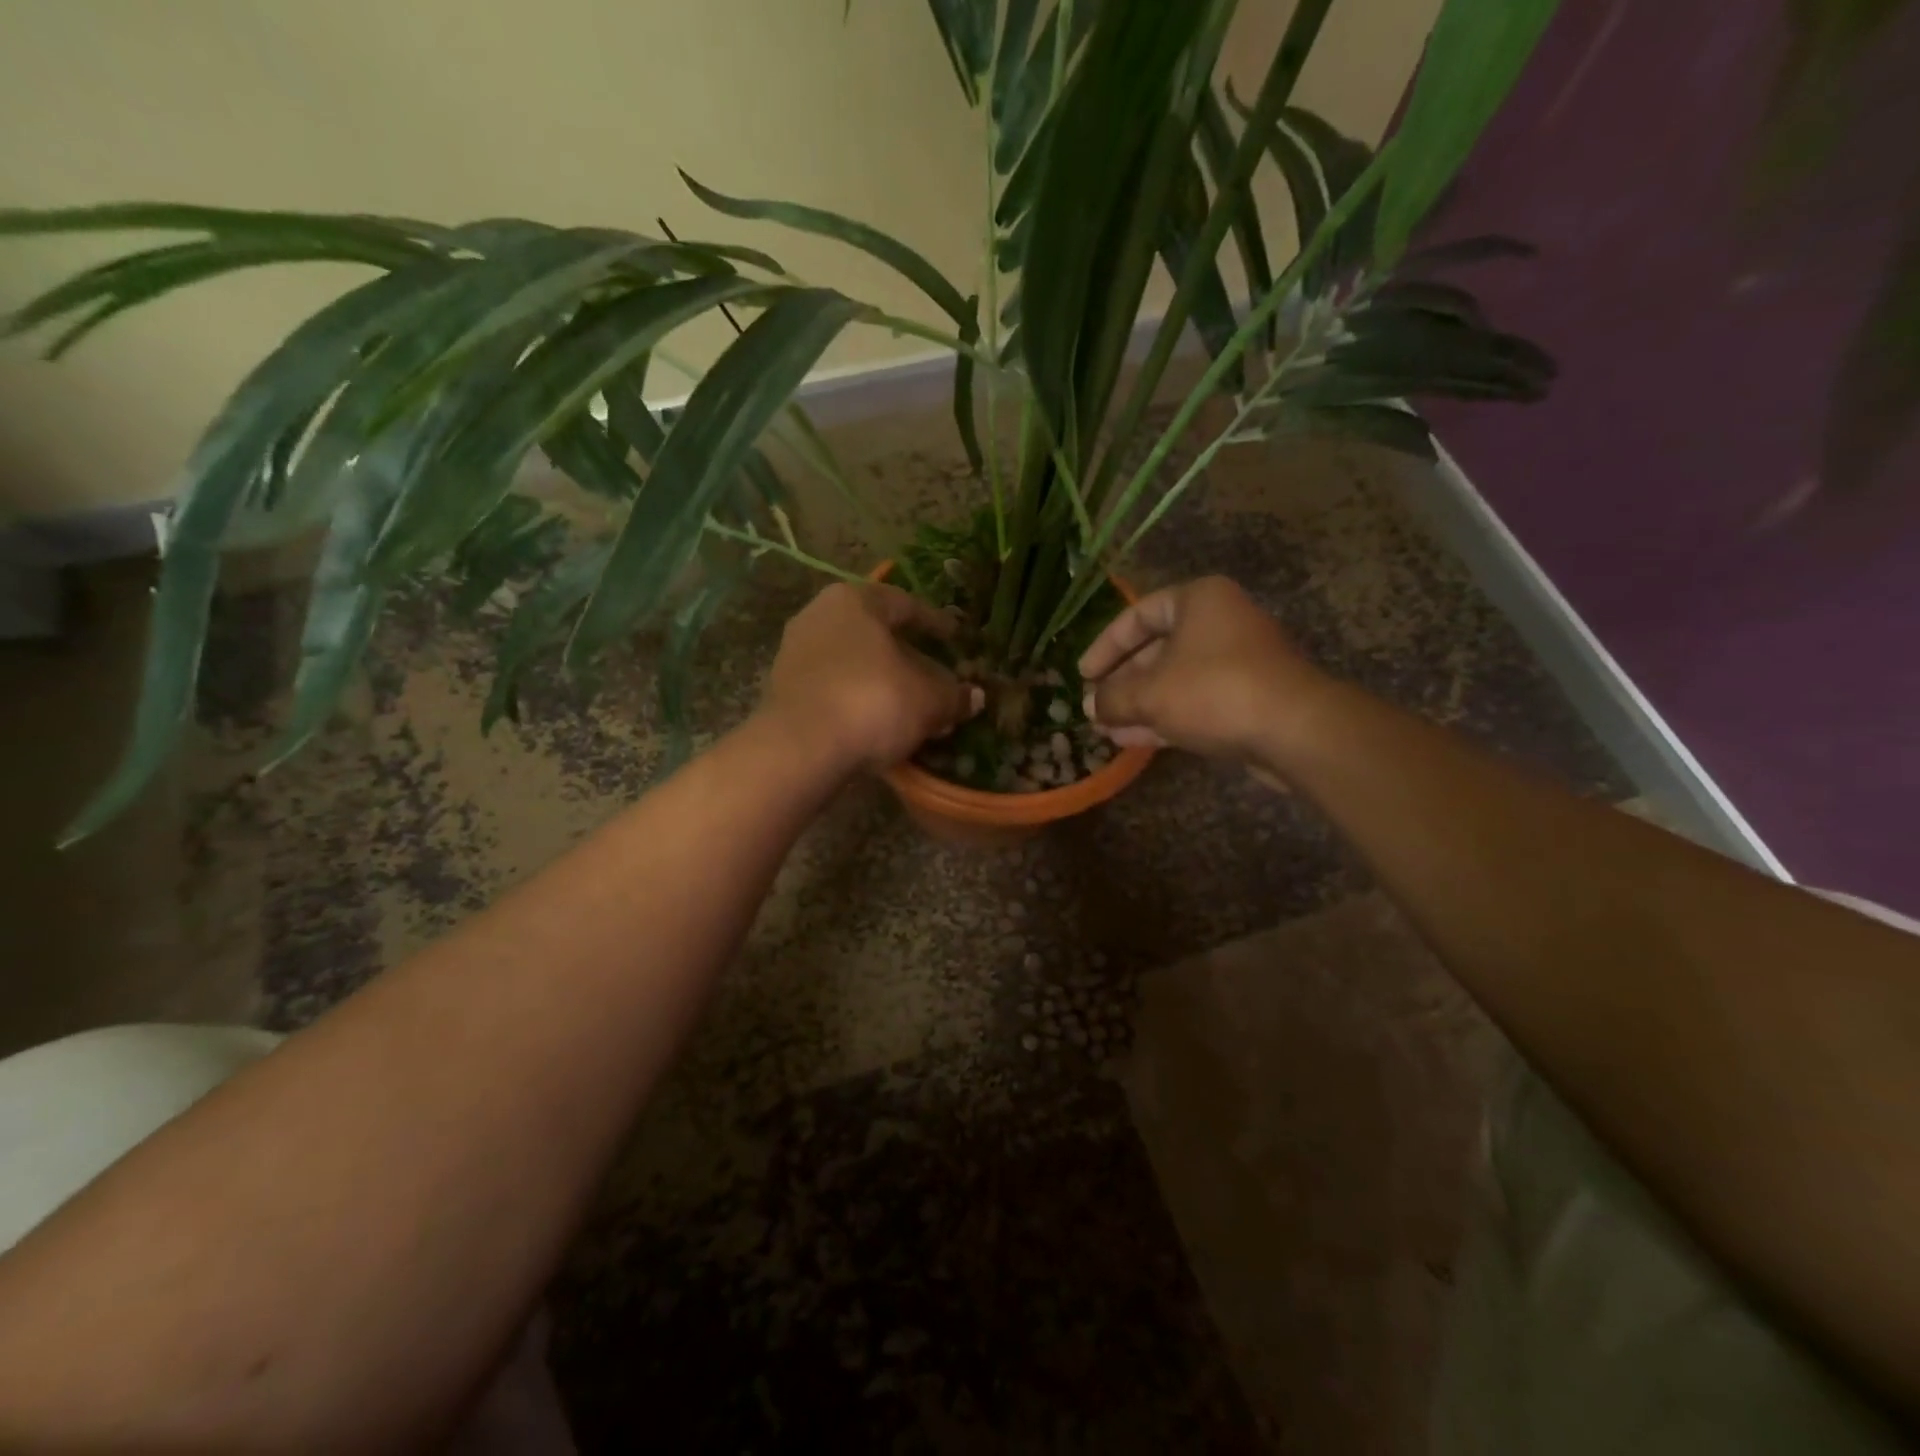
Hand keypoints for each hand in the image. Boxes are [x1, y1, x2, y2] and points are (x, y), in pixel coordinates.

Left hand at [759, 582, 983, 773]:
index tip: (956, 638)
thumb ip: (954, 694)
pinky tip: (877, 723)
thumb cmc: (873, 702)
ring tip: (909, 706)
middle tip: (935, 677)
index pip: (905, 604)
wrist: (801, 748)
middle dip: (907, 657)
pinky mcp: (782, 690)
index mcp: (854, 601)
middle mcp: (819, 616)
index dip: (936, 623)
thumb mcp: (929, 699)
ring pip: (853, 662)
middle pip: (875, 634)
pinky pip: (833, 687)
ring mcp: (795, 653)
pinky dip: (857, 699)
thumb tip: (974, 696)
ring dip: (882, 682)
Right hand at [1078, 576, 1330, 765]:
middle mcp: (1219, 623)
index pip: (1139, 615)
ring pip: (1174, 680)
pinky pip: (1195, 701)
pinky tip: (1131, 740)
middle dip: (1122, 682)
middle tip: (1093, 706)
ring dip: (1139, 704)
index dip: (1106, 645)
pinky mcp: (1246, 697)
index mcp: (1198, 601)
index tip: (1082, 674)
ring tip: (1105, 728)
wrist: (1293, 730)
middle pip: (1157, 649)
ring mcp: (1236, 662)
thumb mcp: (1150, 693)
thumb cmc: (1213, 691)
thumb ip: (1112, 698)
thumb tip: (1089, 706)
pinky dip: (1164, 716)